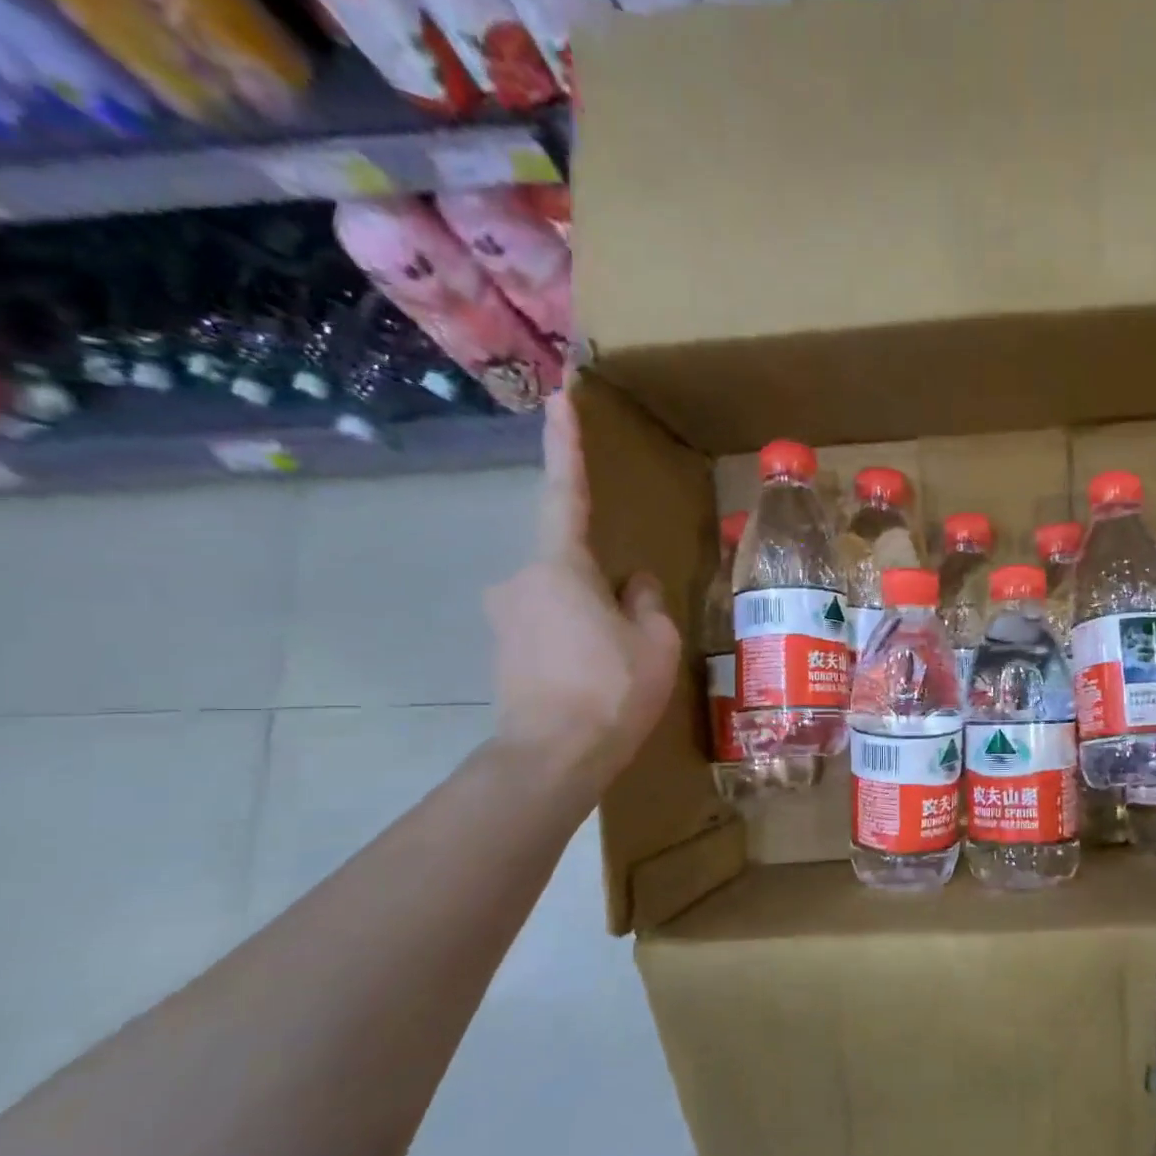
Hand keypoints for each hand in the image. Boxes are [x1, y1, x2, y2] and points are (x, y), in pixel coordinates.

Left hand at [485, 390, 679, 790]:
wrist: (551, 757)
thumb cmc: (611, 690)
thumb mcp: (655, 643)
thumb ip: (645, 602)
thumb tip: (631, 585)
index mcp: (560, 567)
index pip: (567, 494)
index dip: (566, 445)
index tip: (558, 398)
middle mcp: (520, 580)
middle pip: (572, 565)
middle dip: (604, 588)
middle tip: (635, 634)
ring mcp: (505, 617)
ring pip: (562, 601)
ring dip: (592, 620)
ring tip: (618, 667)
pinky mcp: (501, 650)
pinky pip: (548, 628)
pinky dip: (575, 642)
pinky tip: (594, 679)